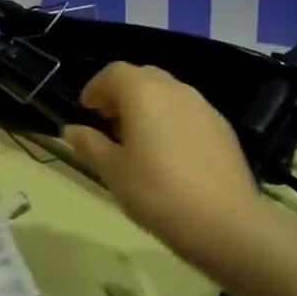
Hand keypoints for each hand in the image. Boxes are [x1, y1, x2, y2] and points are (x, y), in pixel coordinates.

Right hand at [62, 63, 259, 257]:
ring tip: (140, 141)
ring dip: (149, 106)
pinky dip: (172, 121)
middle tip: (111, 124)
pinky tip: (171, 155)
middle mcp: (175, 89)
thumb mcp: (112, 171)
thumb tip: (71, 129)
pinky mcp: (223, 128)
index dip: (96, 88)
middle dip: (122, 94)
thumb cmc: (157, 192)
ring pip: (168, 93)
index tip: (87, 112)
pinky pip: (189, 112)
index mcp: (143, 92)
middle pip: (142, 77)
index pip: (113, 72)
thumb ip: (89, 144)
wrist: (225, 223)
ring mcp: (204, 107)